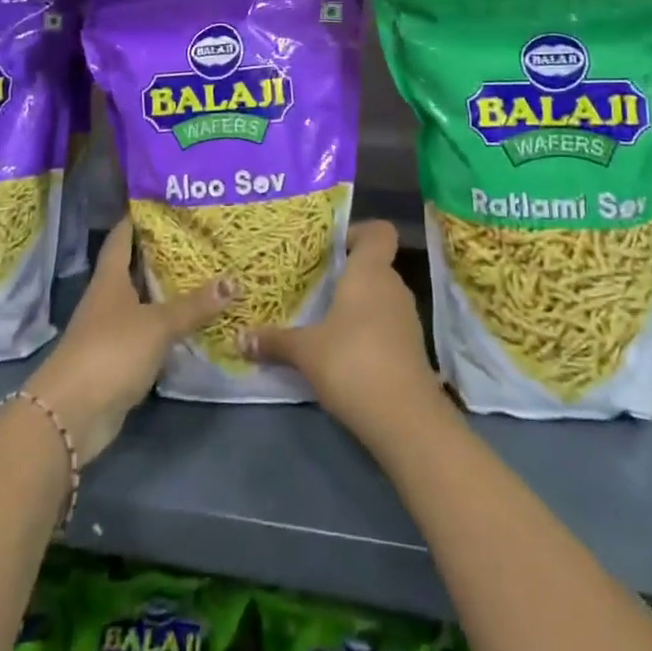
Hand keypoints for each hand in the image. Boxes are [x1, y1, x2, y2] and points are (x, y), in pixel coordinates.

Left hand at [25, 220, 233, 464]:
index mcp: (110, 278)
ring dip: (168, 293)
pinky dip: (168, 327)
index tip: (165, 201)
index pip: (122, 237)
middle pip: (136, 268)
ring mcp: (112, 330)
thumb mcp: (157, 324)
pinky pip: (149, 334)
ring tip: (206, 275)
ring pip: (144, 302)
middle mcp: (109, 299)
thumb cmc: (110, 352)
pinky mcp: (119, 360)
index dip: (139, 218)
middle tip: (201, 237)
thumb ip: (194, 305)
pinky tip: (194, 323)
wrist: (71, 414)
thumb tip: (234, 281)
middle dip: (164, 254)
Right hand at [241, 221, 441, 443]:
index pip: (379, 232)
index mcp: (370, 271)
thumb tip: (240, 338)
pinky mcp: (411, 348)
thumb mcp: (305, 351)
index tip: (330, 248)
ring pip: (379, 296)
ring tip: (323, 319)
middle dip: (346, 273)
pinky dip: (367, 330)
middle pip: (374, 265)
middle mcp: (393, 286)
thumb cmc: (352, 362)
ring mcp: (406, 318)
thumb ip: (275, 341)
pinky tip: (343, 351)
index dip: (358, 233)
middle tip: (313, 285)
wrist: (405, 418)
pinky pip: (386, 324)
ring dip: (356, 304)